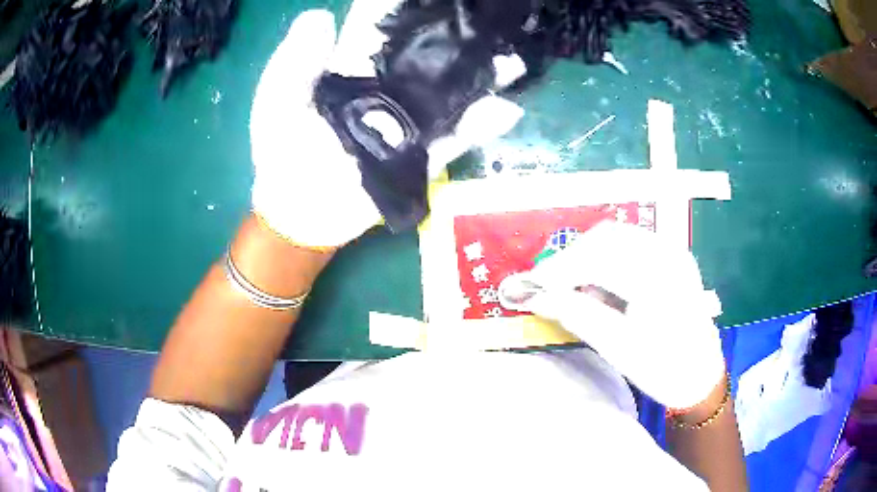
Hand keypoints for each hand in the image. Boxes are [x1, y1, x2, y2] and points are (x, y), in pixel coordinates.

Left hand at [250, 4, 524, 248]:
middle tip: (484, 21)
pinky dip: (479, 127)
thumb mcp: (278, 101)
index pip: (382, 30)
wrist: (298, 211)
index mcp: (351, 69)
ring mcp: (407, 122)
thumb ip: (294, 61)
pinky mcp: (420, 155)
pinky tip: (505, 110)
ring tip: (510, 60)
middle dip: (456, 40)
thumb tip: (321, 14)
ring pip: (449, 94)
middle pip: (426, 58)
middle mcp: (386, 88)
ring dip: (480, 77)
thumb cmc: (281, 151)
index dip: (406, 10)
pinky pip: (453, 139)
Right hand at [504, 222, 725, 408]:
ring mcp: (672, 250)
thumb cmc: (664, 369)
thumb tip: (537, 298)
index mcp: (660, 277)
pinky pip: (629, 245)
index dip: (558, 270)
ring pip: (616, 238)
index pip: (598, 258)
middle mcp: (668, 252)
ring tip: (568, 285)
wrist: (701, 375)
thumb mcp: (619, 348)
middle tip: (544, 286)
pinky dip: (604, 258)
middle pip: (606, 239)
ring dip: (586, 256)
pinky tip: (596, 282)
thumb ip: (577, 316)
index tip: (527, 286)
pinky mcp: (671, 256)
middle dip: (570, 260)